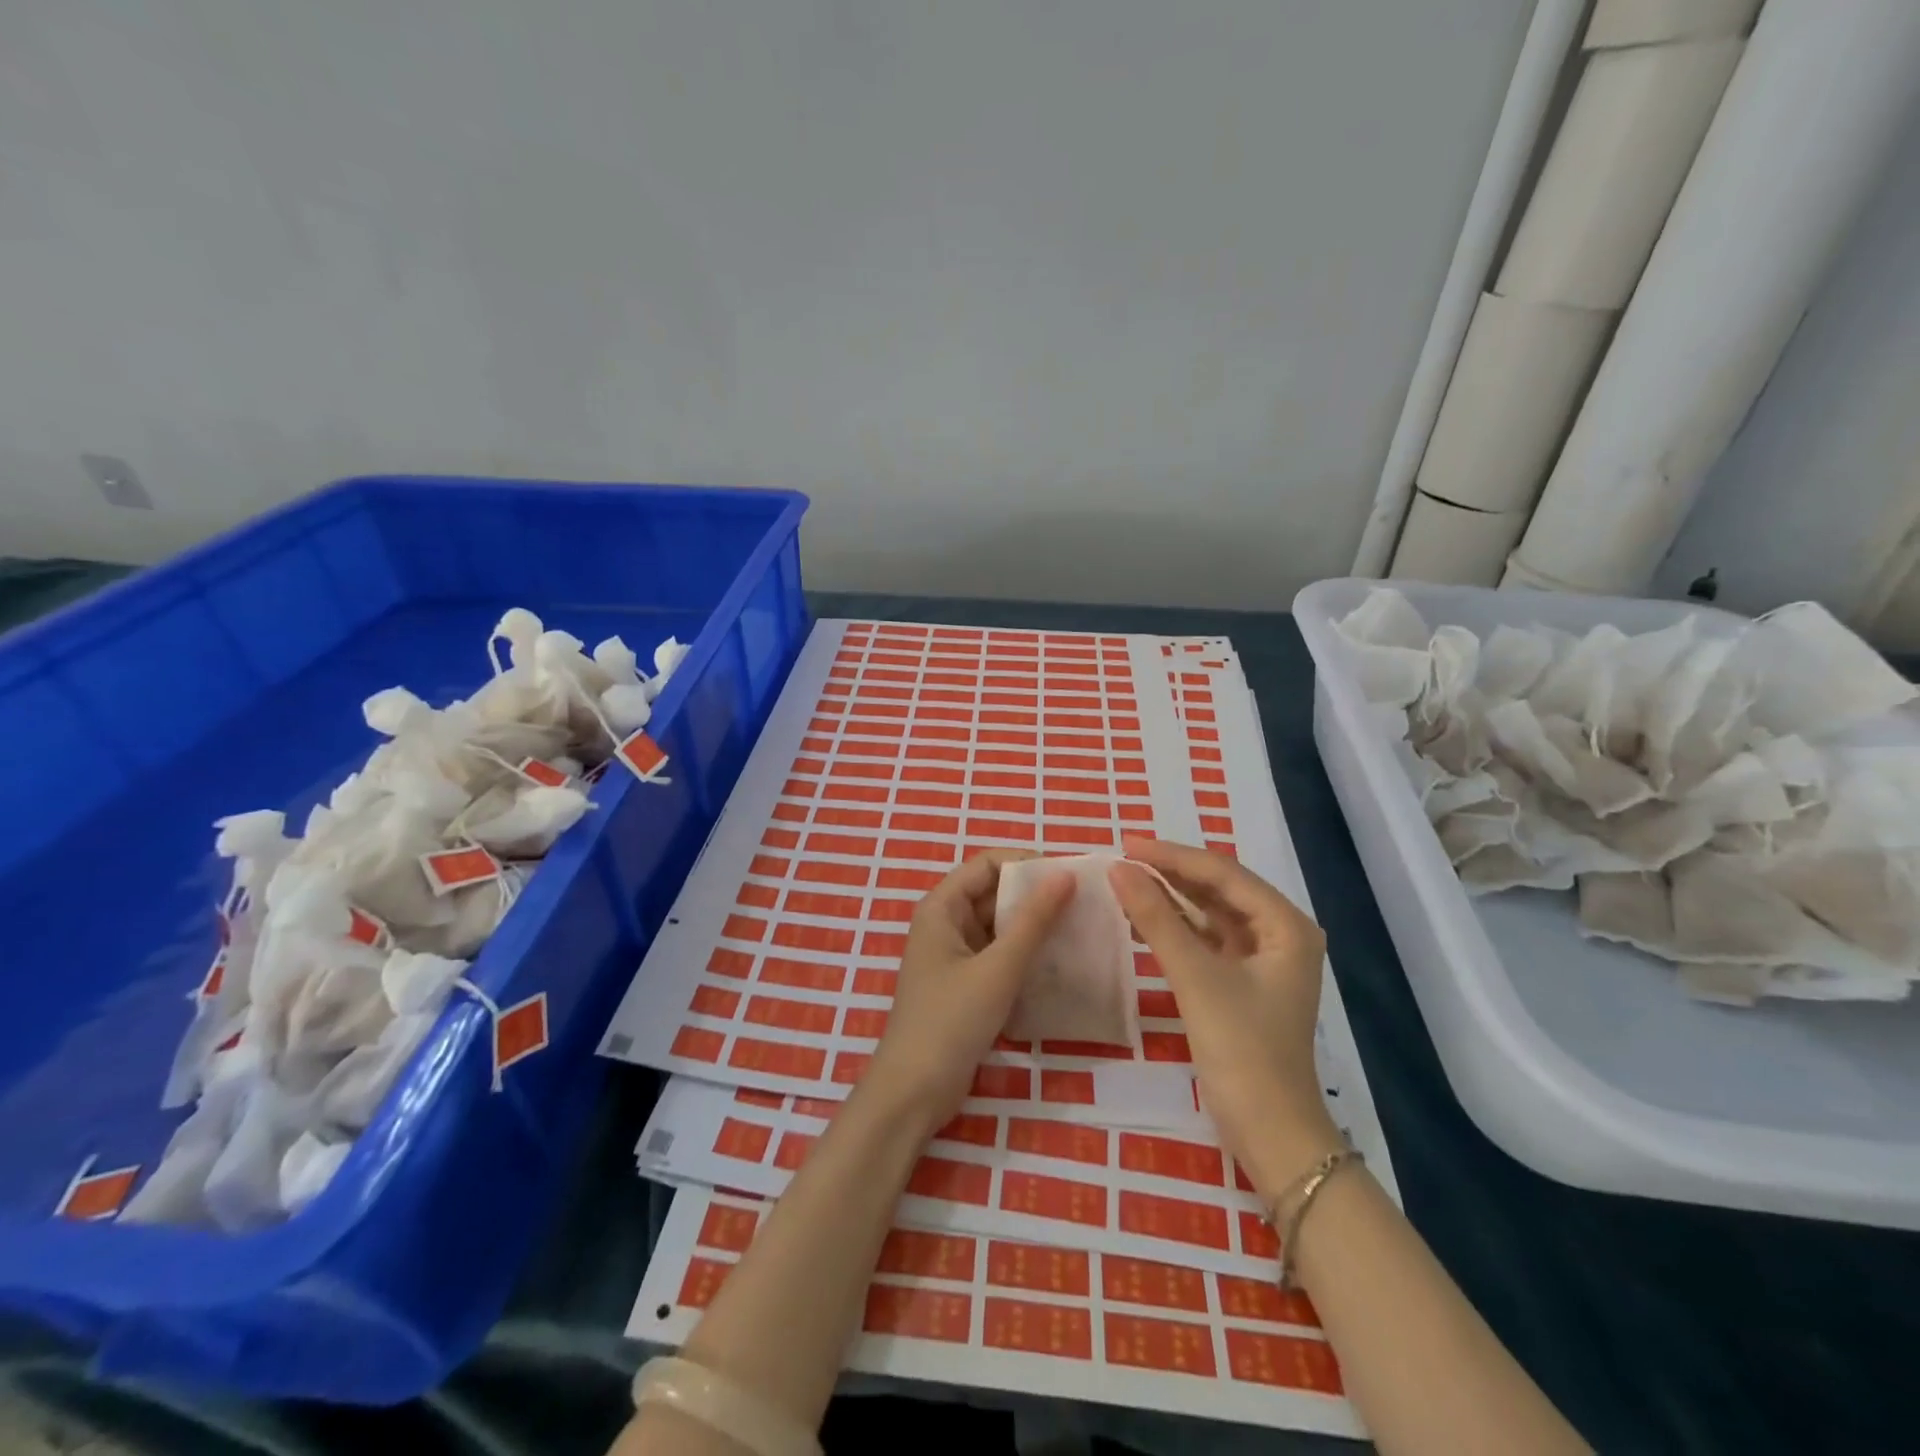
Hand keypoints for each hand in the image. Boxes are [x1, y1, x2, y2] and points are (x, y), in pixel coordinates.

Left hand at [864, 850, 1073, 1131]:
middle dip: (1034, 896)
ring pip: (998, 926)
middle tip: (1083, 905)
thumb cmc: (950, 1021)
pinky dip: (1023, 955)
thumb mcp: (998, 968)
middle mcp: (945, 924)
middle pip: (993, 893)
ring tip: (1078, 931)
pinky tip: (1057, 963)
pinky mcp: (964, 985)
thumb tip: (1065, 875)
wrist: (913, 1092)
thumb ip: (1033, 921)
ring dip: (1032, 927)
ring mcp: (953, 956)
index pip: (987, 864)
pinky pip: (998, 955)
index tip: (1069, 877)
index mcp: (942, 908)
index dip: (1026, 863)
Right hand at [1109, 838, 1340, 1187]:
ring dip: (1172, 896)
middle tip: (1123, 858)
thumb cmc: (1241, 1049)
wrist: (1269, 1131)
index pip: (1223, 873)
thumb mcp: (1195, 977)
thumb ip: (1156, 919)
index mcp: (1286, 925)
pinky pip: (1207, 938)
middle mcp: (1280, 933)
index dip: (1173, 856)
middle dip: (1172, 872)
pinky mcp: (1244, 981)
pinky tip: (1144, 916)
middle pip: (1219, 888)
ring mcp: (1263, 959)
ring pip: (1211, 912)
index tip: (1127, 844)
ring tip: (1127, 879)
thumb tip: (1118, 869)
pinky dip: (1176, 926)